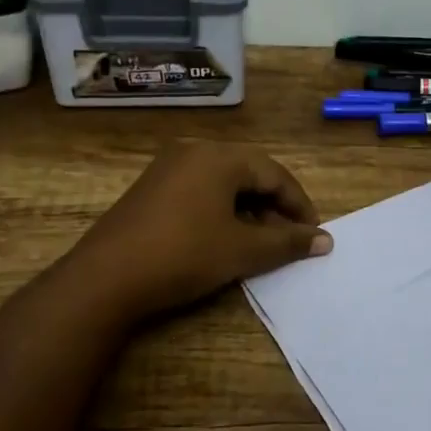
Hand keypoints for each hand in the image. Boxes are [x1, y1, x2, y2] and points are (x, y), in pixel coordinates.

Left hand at [66, 140, 332, 320]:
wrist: (105, 279)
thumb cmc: (183, 255)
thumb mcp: (242, 250)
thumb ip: (287, 242)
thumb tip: (325, 240)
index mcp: (219, 157)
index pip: (274, 174)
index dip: (299, 205)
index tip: (313, 236)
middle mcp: (193, 152)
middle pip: (249, 174)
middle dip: (274, 207)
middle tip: (290, 239)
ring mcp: (167, 168)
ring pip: (224, 183)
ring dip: (249, 211)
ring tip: (260, 243)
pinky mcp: (150, 189)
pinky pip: (199, 191)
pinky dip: (221, 211)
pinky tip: (224, 239)